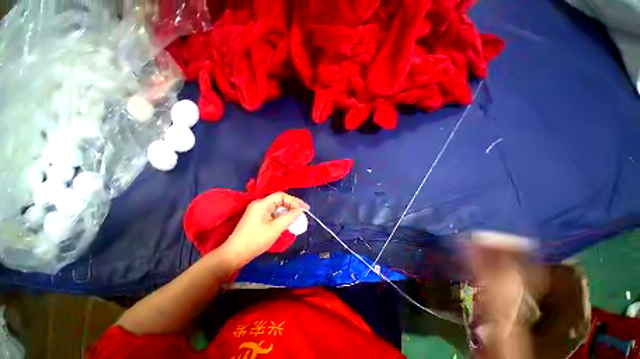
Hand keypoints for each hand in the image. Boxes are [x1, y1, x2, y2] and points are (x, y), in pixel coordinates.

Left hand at [218, 192, 309, 266]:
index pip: (281, 196)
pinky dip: (281, 216)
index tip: (304, 209)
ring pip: (276, 207)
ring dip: (287, 211)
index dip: (294, 201)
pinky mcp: (257, 218)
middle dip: (292, 205)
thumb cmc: (255, 241)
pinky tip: (287, 222)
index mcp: (262, 204)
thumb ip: (289, 217)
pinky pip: (272, 213)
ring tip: (297, 217)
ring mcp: (257, 211)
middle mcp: (259, 204)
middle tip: (303, 212)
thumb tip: (300, 210)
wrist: (234, 254)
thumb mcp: (275, 229)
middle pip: (279, 200)